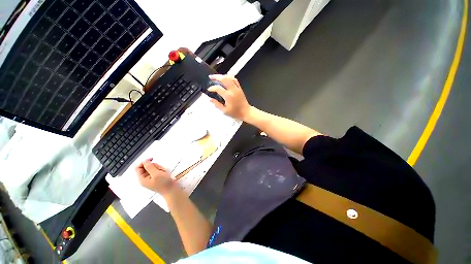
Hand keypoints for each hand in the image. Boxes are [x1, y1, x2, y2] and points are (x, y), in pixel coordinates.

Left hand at [136, 158, 174, 194]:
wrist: (172, 190)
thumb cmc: (164, 184)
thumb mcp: (156, 174)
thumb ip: (149, 166)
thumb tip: (145, 160)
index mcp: (142, 179)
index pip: (138, 167)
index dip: (144, 162)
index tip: (151, 159)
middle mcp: (145, 178)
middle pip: (147, 167)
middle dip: (155, 166)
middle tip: (159, 170)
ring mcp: (152, 178)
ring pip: (153, 168)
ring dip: (159, 168)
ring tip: (163, 172)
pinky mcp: (157, 177)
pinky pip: (158, 170)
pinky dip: (162, 170)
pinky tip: (165, 173)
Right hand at [207, 75, 250, 120]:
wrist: (246, 112)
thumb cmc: (236, 113)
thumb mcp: (225, 111)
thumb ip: (217, 104)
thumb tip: (211, 100)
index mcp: (228, 96)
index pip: (218, 88)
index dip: (212, 88)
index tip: (209, 90)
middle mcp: (233, 90)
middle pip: (224, 79)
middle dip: (216, 77)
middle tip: (211, 77)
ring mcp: (237, 88)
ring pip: (229, 78)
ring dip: (222, 76)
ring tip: (217, 77)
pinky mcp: (240, 88)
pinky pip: (235, 80)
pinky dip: (230, 77)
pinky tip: (226, 78)